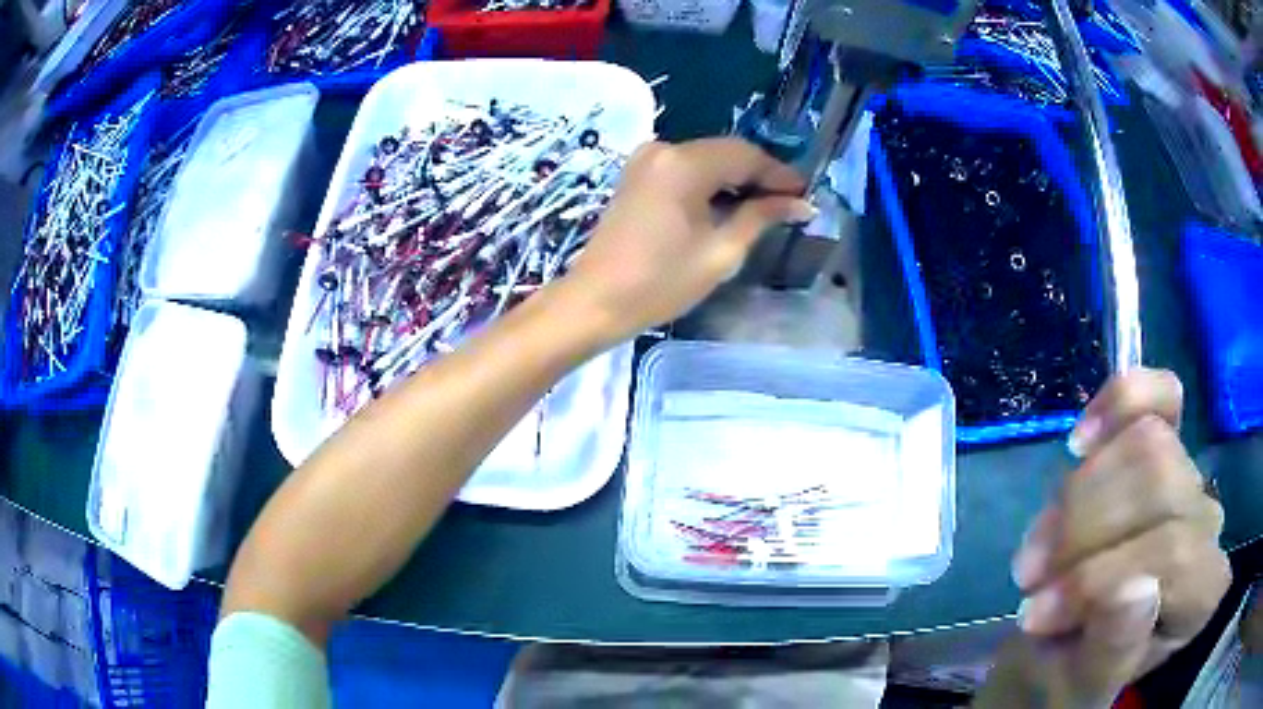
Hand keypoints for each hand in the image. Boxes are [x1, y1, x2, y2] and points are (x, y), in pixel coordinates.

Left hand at [557, 138, 811, 344]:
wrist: (596, 300)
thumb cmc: (661, 282)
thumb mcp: (721, 252)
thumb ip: (761, 218)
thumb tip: (801, 203)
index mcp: (684, 163)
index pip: (746, 155)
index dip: (780, 174)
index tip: (805, 194)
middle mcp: (664, 148)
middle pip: (726, 152)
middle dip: (759, 175)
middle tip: (790, 202)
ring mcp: (646, 159)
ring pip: (707, 158)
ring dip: (736, 178)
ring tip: (765, 207)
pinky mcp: (638, 174)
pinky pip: (686, 168)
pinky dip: (711, 182)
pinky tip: (728, 204)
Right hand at [999, 369, 1229, 706]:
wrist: (1069, 647)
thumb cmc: (1077, 677)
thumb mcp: (1081, 685)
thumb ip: (1112, 650)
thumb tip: (1135, 589)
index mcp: (1202, 593)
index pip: (1173, 553)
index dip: (1099, 576)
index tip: (1034, 615)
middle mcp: (1209, 525)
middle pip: (1159, 482)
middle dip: (1083, 530)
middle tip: (1029, 580)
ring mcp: (1191, 477)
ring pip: (1144, 439)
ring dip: (1075, 495)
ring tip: (1038, 549)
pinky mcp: (1169, 442)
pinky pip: (1158, 394)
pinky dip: (1116, 402)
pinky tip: (1079, 440)